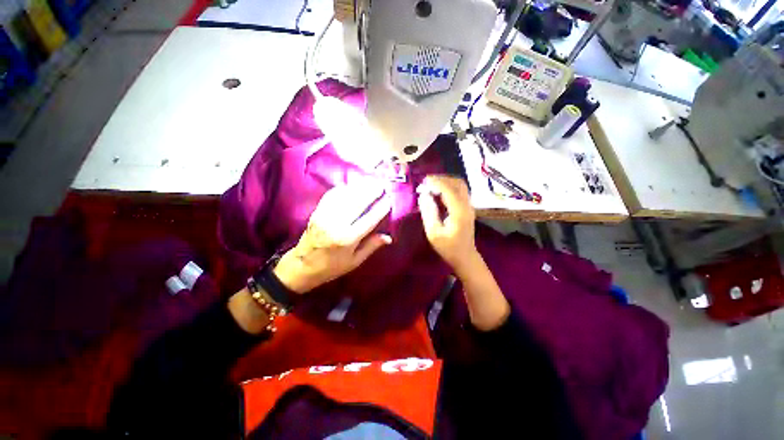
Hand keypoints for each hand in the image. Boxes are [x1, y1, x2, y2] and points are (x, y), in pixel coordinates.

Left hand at [273, 183, 392, 293]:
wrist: (301, 266)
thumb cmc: (331, 267)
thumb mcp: (354, 262)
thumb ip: (371, 246)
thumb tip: (389, 237)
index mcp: (348, 239)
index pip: (369, 219)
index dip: (381, 208)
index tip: (389, 200)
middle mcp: (336, 224)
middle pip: (358, 202)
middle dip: (371, 192)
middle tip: (381, 185)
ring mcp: (325, 215)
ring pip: (345, 196)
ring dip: (359, 187)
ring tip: (370, 182)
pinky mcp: (317, 211)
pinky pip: (332, 195)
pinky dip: (343, 188)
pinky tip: (351, 186)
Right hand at [417, 175, 478, 273]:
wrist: (465, 257)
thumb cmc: (448, 248)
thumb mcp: (434, 233)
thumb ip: (429, 213)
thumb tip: (424, 196)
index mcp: (459, 212)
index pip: (449, 190)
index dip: (436, 182)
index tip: (424, 181)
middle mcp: (467, 206)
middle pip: (458, 183)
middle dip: (442, 179)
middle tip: (427, 182)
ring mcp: (469, 206)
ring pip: (460, 186)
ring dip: (446, 182)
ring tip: (431, 185)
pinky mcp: (467, 209)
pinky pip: (459, 192)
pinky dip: (449, 188)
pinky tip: (438, 192)